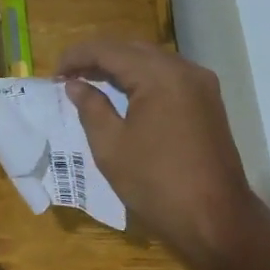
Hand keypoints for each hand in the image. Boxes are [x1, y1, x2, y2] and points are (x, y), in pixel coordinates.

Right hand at [56, 40, 262, 269]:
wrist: (215, 220)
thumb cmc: (156, 184)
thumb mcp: (111, 146)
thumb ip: (91, 108)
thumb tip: (75, 85)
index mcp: (159, 76)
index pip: (109, 50)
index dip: (77, 57)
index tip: (53, 75)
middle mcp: (185, 70)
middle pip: (133, 49)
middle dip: (98, 58)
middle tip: (69, 78)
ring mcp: (202, 86)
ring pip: (153, 61)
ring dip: (121, 67)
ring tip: (91, 84)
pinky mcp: (208, 104)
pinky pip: (168, 78)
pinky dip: (142, 80)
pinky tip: (124, 95)